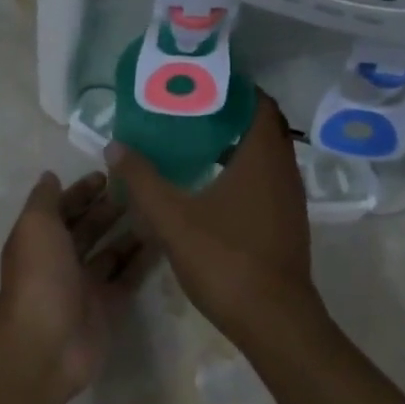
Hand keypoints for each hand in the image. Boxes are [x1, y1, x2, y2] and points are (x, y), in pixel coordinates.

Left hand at [0, 171, 154, 401]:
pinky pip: (128, 277)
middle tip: (138, 190)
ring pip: (110, 252)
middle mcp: (61, 261)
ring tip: (155, 210)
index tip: (107, 175)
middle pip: (87, 229)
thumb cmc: (40, 276)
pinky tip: (164, 240)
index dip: (81, 192)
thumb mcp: (35, 226)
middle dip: (108, 209)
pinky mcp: (108, 306)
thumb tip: (50, 176)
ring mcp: (85, 286)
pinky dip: (143, 260)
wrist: (48, 345)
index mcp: (39, 241)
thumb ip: (44, 200)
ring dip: (129, 232)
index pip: (62, 209)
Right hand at [103, 96, 323, 351]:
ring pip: (265, 156)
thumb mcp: (173, 218)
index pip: (259, 103)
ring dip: (235, 143)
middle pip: (262, 126)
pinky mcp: (286, 222)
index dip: (233, 88)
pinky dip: (242, 169)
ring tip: (193, 139)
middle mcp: (283, 171)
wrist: (274, 321)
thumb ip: (142, 180)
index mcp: (262, 158)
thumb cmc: (226, 260)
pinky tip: (210, 183)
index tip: (200, 82)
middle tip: (189, 108)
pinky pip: (266, 179)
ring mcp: (289, 199)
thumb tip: (115, 146)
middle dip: (229, 113)